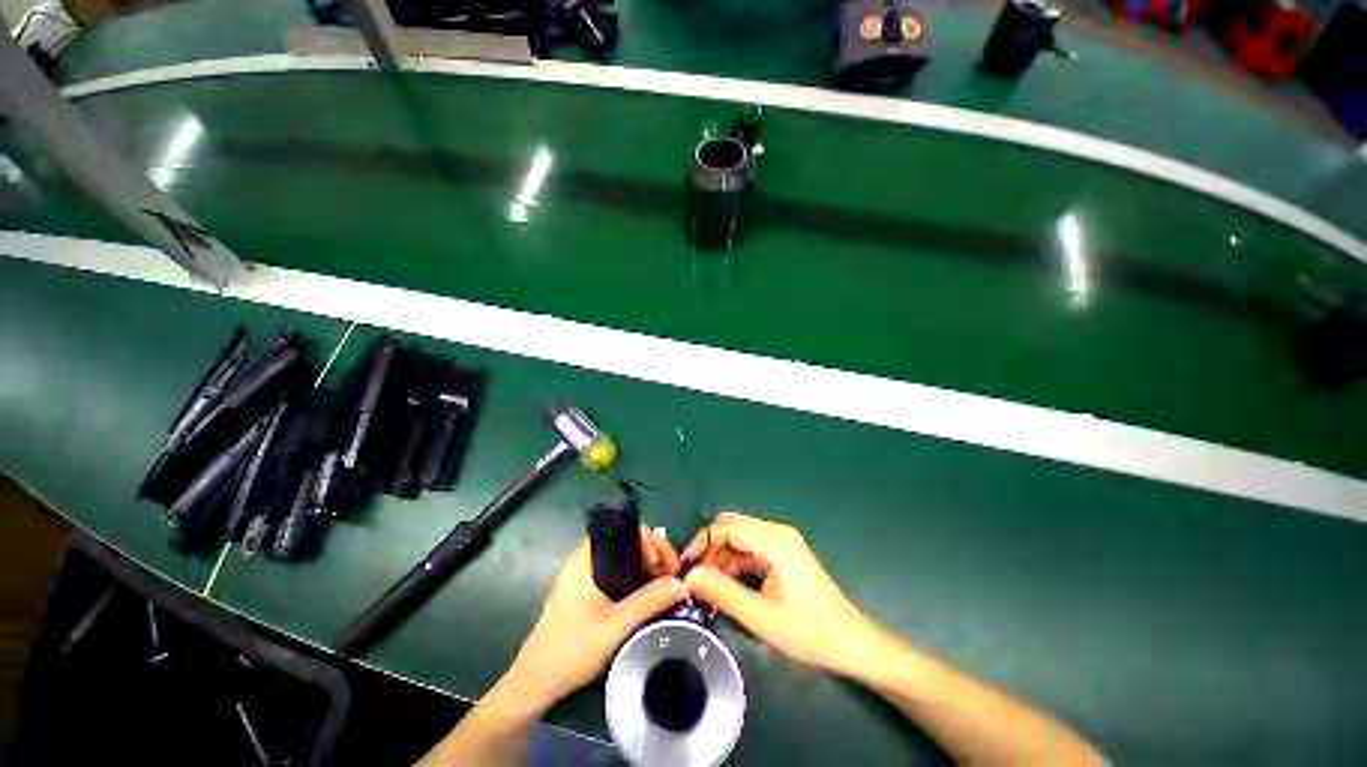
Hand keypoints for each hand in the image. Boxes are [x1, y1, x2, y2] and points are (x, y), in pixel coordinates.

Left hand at [500, 527, 686, 710]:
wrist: (536, 684)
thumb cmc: (572, 650)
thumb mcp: (615, 626)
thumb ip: (649, 602)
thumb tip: (682, 584)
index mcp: (586, 558)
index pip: (625, 530)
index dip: (651, 541)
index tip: (666, 565)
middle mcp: (584, 559)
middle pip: (627, 541)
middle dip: (653, 554)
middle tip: (670, 576)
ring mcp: (584, 575)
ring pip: (624, 558)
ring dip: (646, 567)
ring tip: (663, 586)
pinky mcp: (585, 591)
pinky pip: (618, 572)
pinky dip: (635, 578)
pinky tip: (646, 595)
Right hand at [682, 512, 877, 677]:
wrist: (852, 643)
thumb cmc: (811, 631)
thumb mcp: (762, 617)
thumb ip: (723, 593)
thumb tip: (690, 576)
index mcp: (775, 541)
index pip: (726, 527)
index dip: (701, 544)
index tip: (686, 569)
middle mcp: (778, 533)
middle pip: (732, 528)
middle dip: (710, 551)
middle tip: (696, 580)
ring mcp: (782, 542)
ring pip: (740, 538)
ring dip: (722, 559)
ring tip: (710, 590)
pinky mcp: (784, 553)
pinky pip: (751, 549)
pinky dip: (736, 564)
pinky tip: (729, 588)